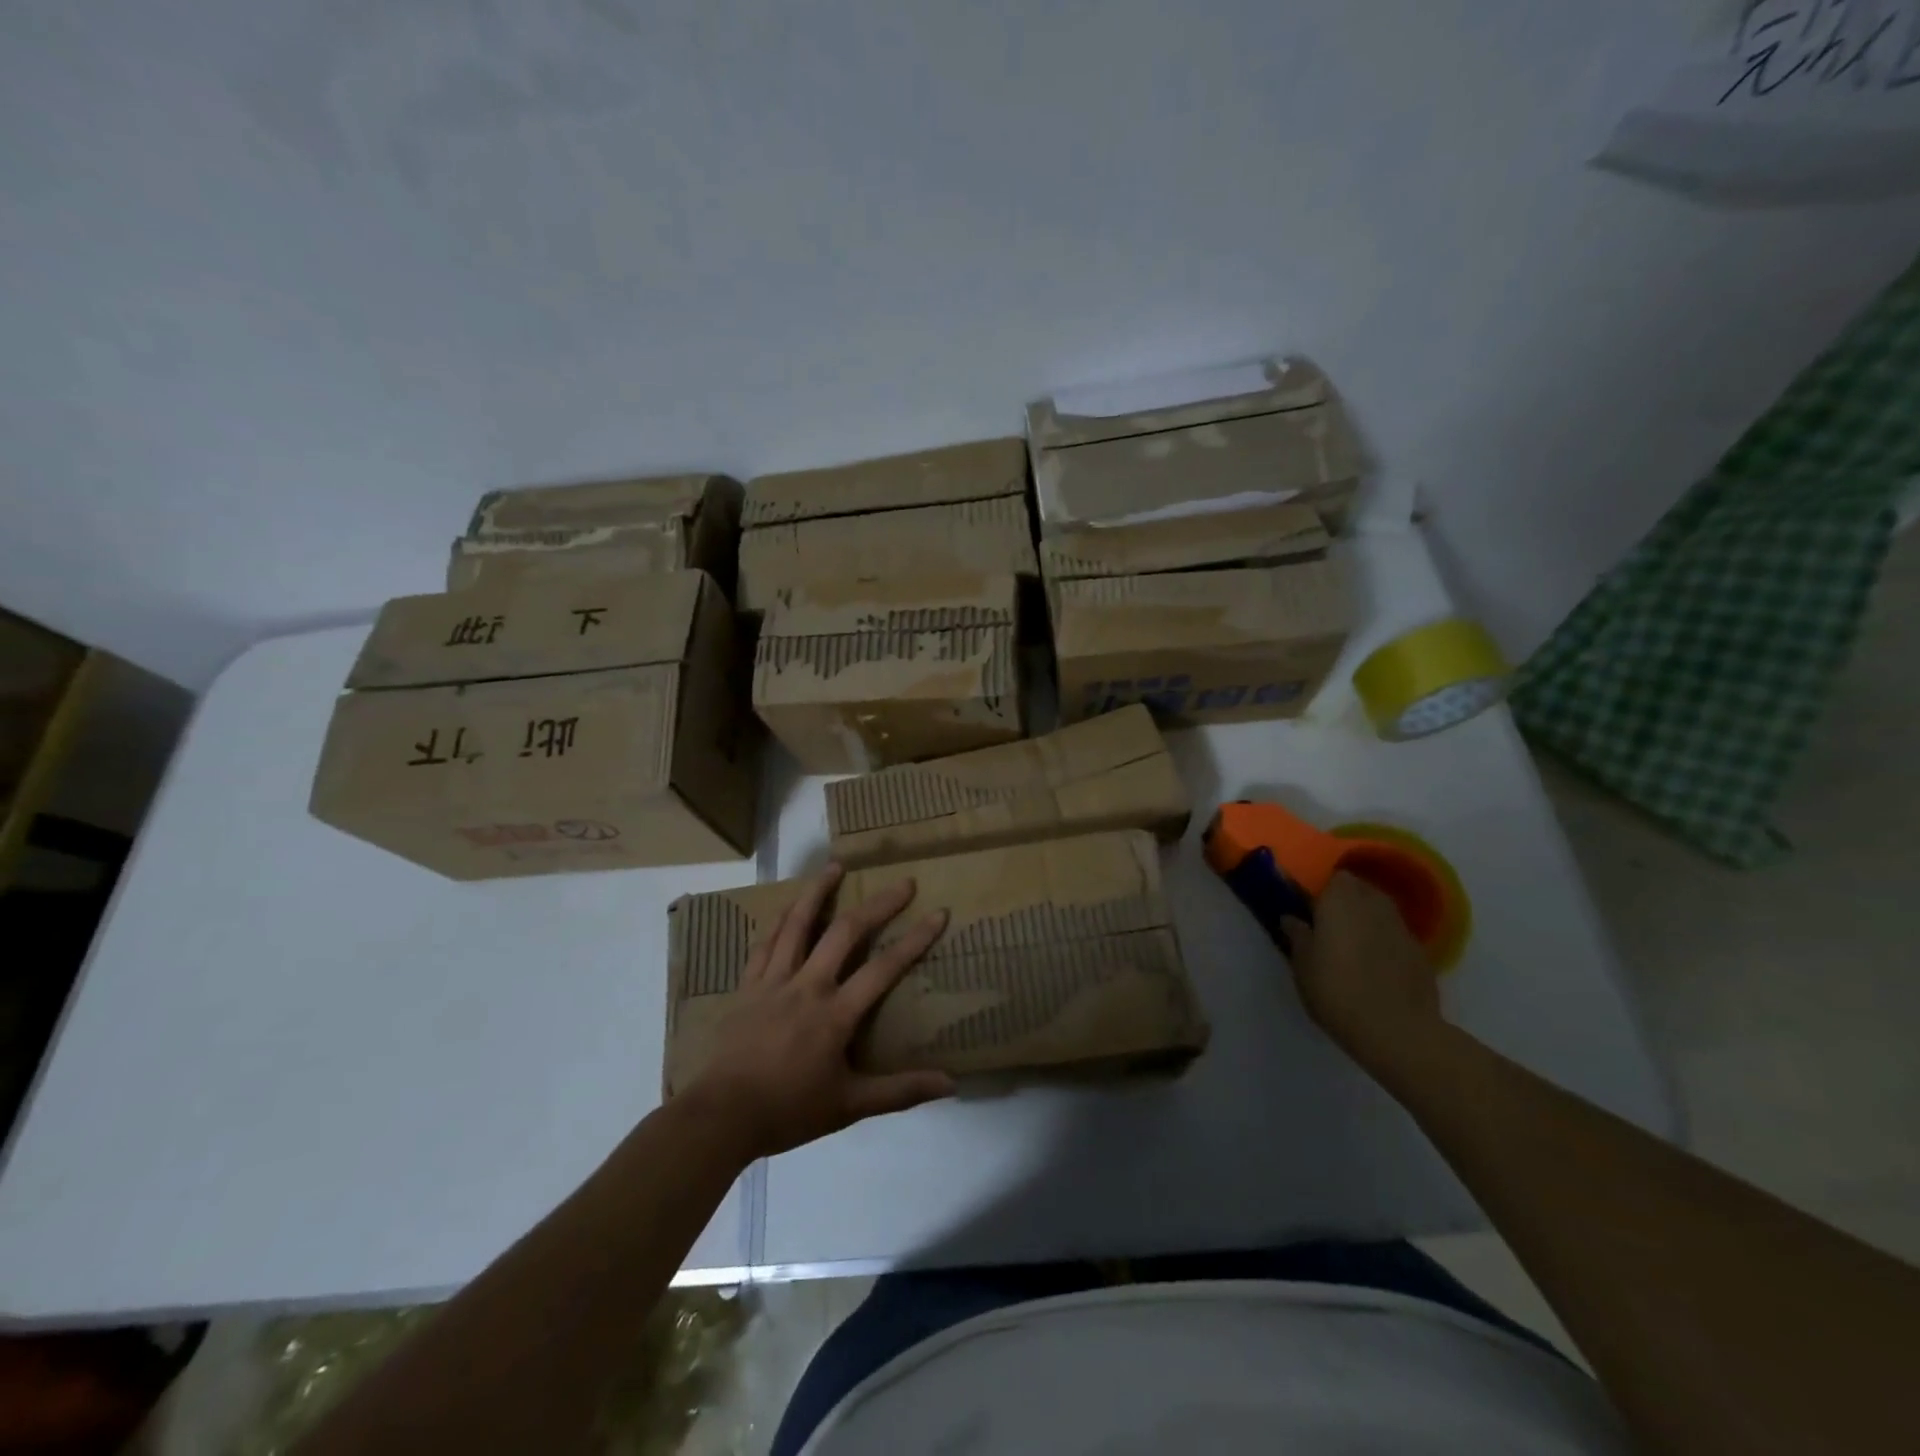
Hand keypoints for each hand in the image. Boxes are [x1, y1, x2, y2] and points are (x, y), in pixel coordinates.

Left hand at [682, 864, 954, 1160]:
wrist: (721, 1116)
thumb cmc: (788, 1110)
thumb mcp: (850, 1106)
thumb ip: (900, 1092)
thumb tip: (950, 1084)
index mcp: (835, 1014)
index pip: (884, 968)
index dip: (915, 940)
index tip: (938, 913)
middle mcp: (808, 986)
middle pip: (846, 933)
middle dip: (878, 905)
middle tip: (902, 883)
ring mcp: (774, 981)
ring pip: (798, 925)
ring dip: (818, 892)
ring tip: (835, 866)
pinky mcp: (748, 986)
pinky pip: (765, 944)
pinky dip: (779, 920)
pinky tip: (787, 906)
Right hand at [1282, 871, 1443, 1073]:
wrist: (1398, 1032)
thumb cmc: (1337, 991)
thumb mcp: (1302, 965)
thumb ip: (1297, 935)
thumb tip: (1291, 918)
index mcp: (1340, 900)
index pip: (1331, 876)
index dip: (1320, 889)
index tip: (1308, 906)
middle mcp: (1373, 904)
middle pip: (1358, 888)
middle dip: (1344, 899)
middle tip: (1326, 924)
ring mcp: (1401, 927)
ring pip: (1379, 910)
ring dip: (1365, 918)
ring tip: (1350, 944)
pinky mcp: (1421, 952)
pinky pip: (1395, 935)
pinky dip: (1384, 941)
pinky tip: (1375, 965)